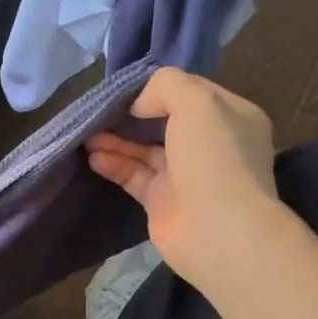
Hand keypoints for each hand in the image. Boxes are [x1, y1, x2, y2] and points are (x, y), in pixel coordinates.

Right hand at [86, 69, 281, 291]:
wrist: (218, 231)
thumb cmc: (214, 159)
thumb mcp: (196, 102)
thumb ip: (166, 86)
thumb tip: (140, 104)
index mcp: (230, 117)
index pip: (190, 92)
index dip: (157, 89)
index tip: (126, 91)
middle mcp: (210, 144)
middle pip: (163, 122)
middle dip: (131, 116)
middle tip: (99, 112)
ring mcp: (186, 175)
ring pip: (145, 150)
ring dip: (116, 141)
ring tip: (87, 136)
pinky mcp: (162, 201)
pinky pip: (134, 176)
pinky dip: (114, 165)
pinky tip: (93, 158)